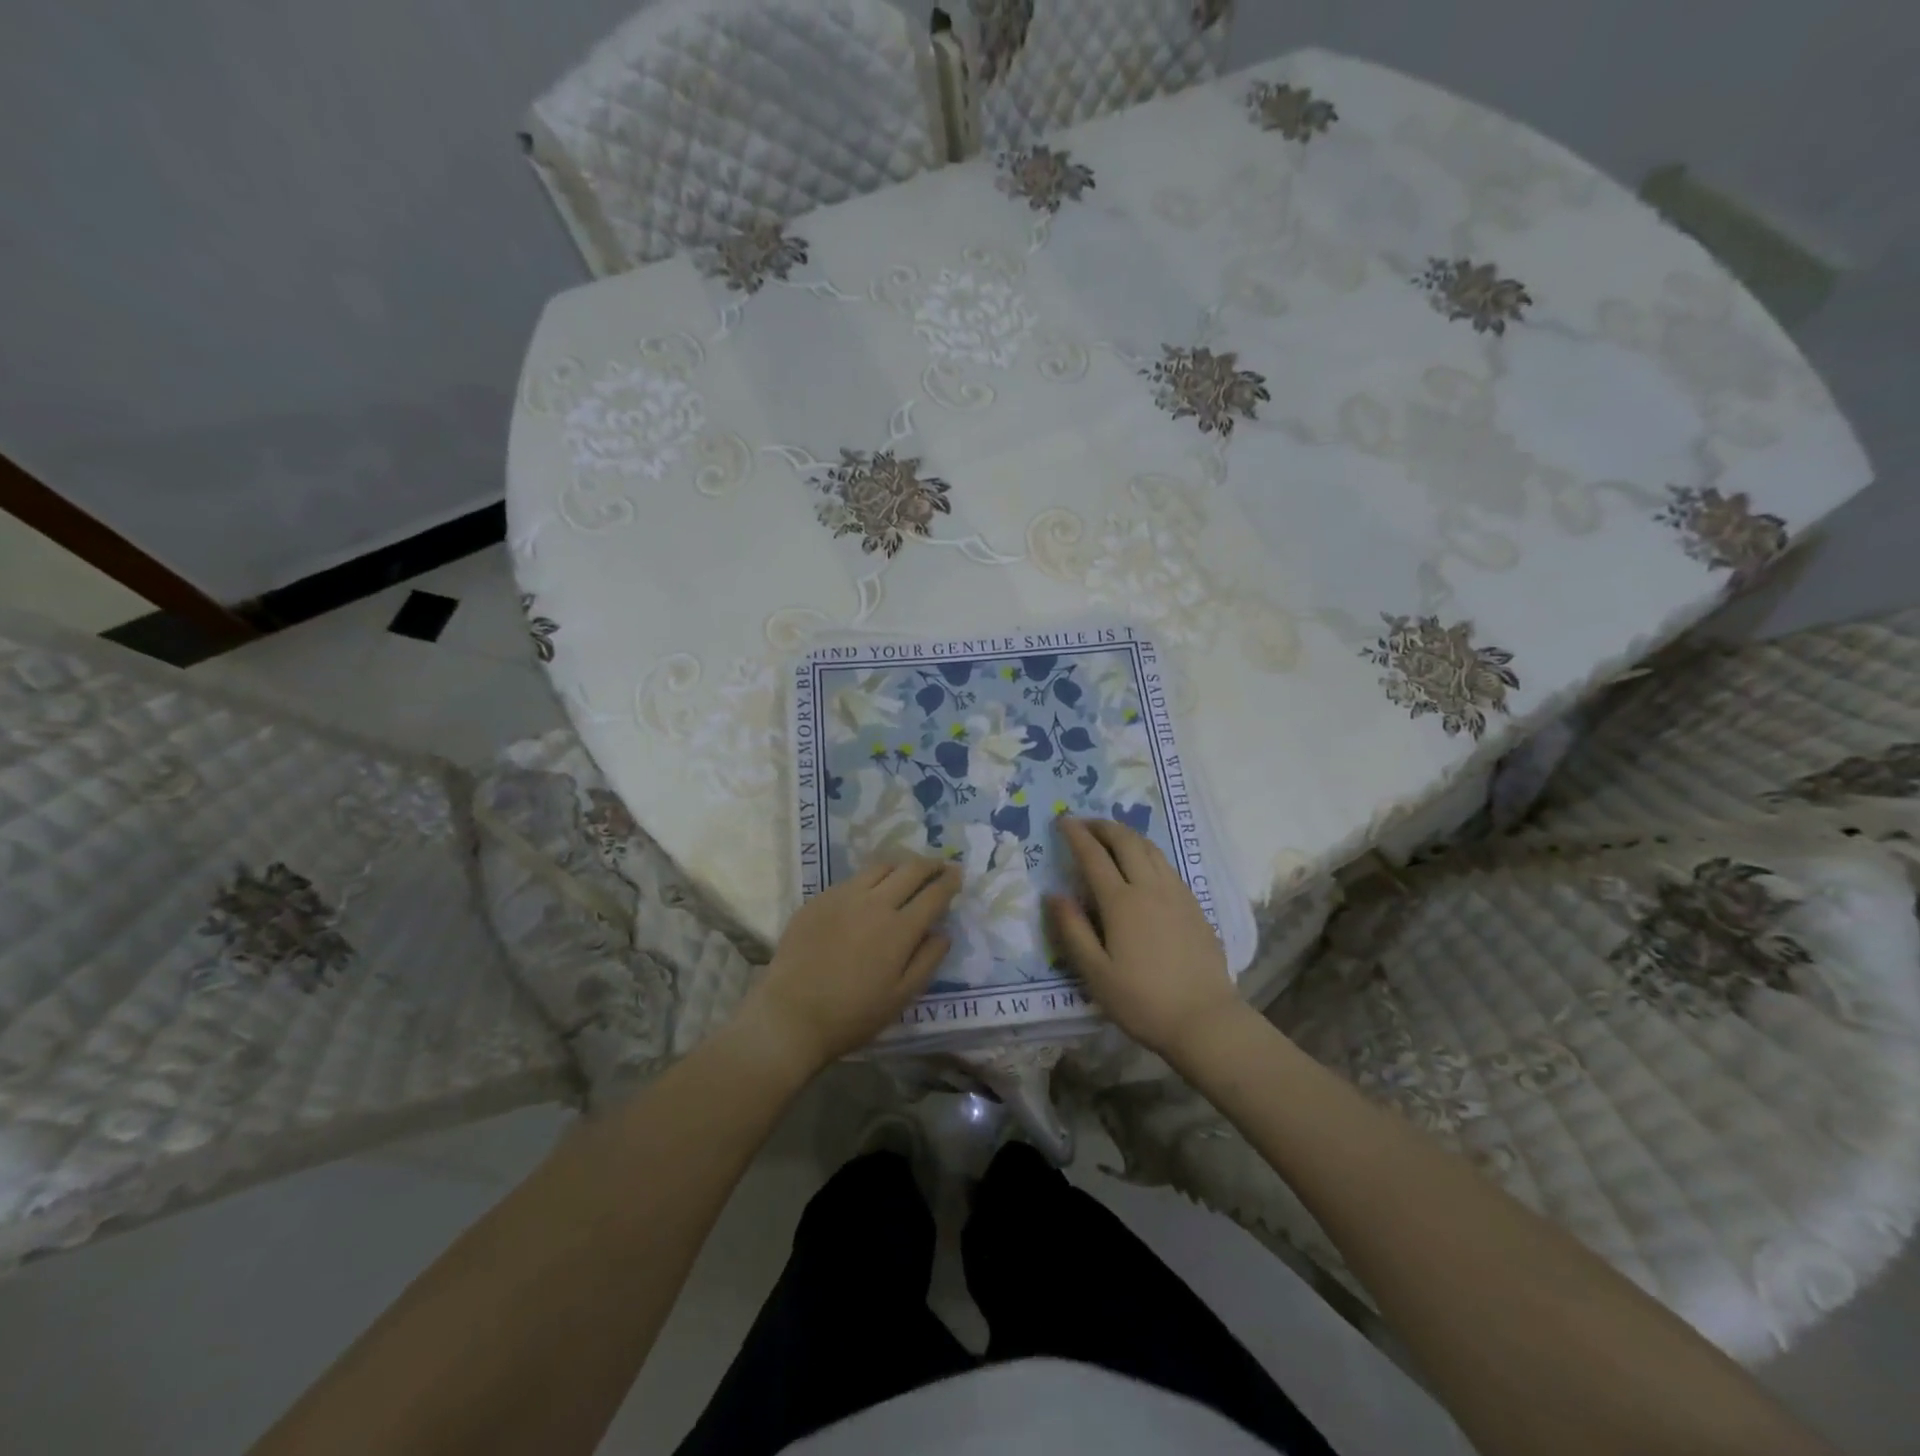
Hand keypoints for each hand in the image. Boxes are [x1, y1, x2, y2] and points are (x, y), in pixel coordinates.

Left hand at [737, 854, 960, 1076]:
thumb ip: (927, 961)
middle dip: (930, 864)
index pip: (934, 894)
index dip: (949, 881)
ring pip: (880, 867)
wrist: (790, 1015)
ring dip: (900, 865)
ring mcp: (843, 896)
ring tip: (906, 872)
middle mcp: (874, 903)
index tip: (957, 874)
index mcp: (900, 929)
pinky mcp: (819, 899)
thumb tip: (943, 933)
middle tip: (938, 866)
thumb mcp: (901, 997)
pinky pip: (852, 879)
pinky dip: (870, 878)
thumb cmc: (852, 1015)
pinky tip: (869, 890)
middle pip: (910, 870)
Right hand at [1046, 817, 1243, 1061]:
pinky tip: (1144, 864)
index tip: (1062, 821)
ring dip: (1127, 834)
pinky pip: (1167, 864)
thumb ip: (1072, 930)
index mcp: (1121, 902)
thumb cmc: (1143, 1001)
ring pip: (1150, 848)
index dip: (1076, 835)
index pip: (1093, 856)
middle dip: (1103, 826)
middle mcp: (1150, 888)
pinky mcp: (1194, 905)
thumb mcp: (1095, 973)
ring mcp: (1177, 894)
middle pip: (1126, 841)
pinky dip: (1148, 851)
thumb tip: (1053, 895)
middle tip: (1085, 824)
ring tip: (1112, 836)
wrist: (1205, 1020)